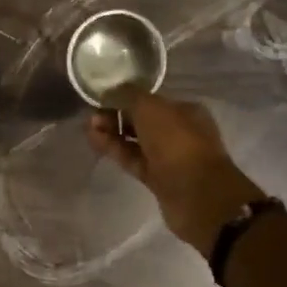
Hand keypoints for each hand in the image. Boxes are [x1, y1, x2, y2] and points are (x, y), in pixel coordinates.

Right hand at [88, 91, 268, 253]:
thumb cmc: (177, 143)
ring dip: (113, 133)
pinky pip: (132, 159)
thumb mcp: (151, 108)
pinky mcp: (157, 178)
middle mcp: (179, 131)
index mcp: (185, 111)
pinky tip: (95, 141)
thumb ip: (129, 96)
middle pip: (142, 120)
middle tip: (93, 115)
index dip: (126, 98)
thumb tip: (111, 90)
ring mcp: (169, 157)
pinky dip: (115, 150)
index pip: (151, 100)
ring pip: (135, 141)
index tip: (102, 98)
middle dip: (117, 115)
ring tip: (89, 127)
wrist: (197, 196)